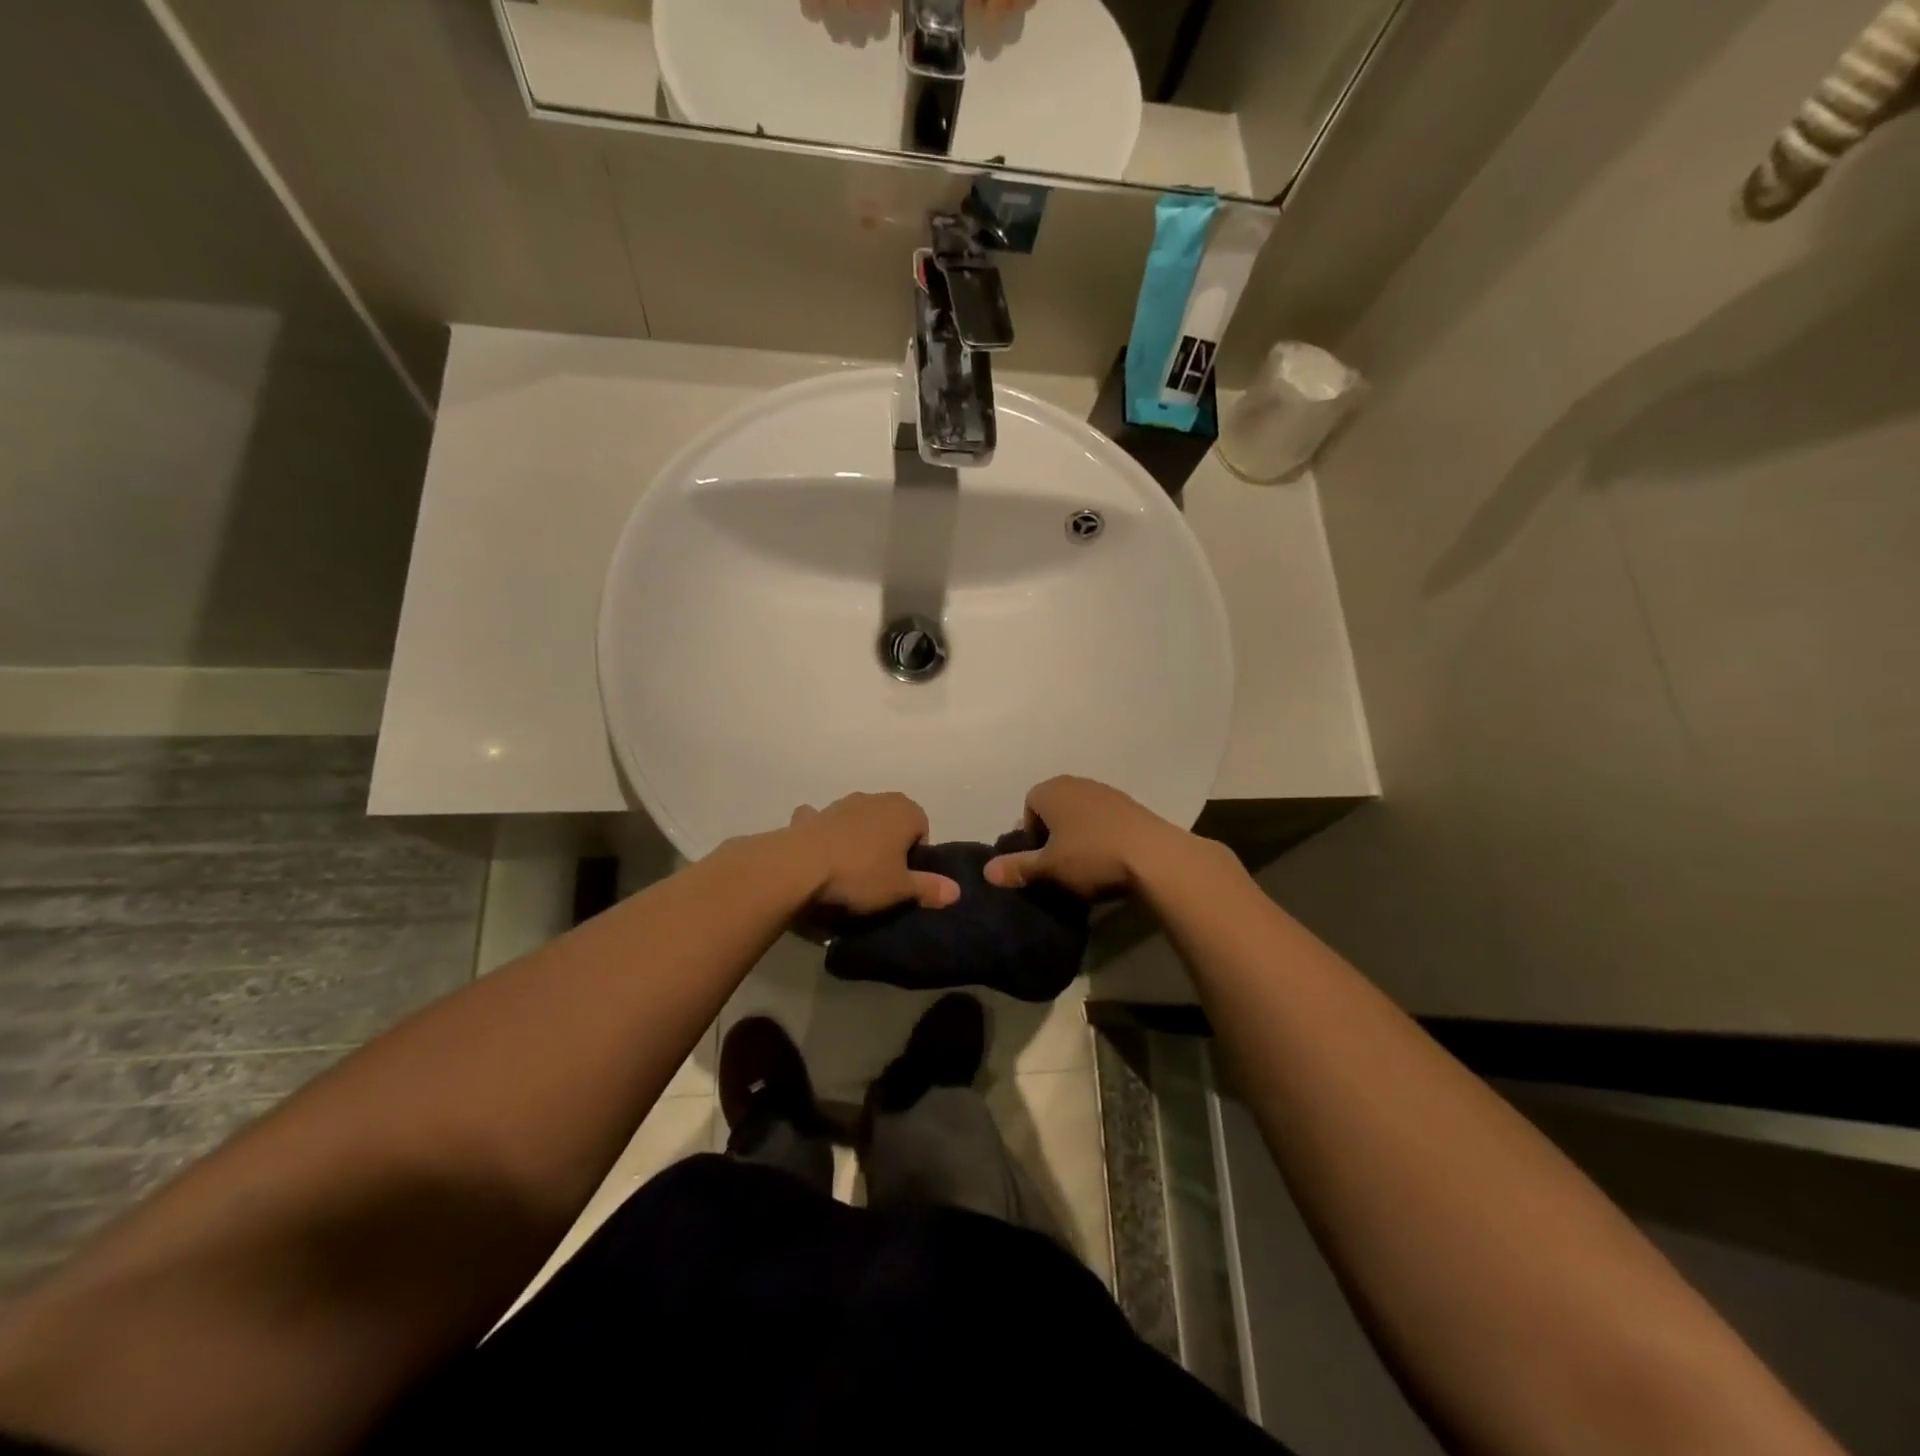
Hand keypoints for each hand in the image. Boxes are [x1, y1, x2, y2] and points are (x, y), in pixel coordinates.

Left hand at [785, 793, 959, 914]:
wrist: (801, 866)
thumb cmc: (861, 874)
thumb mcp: (900, 889)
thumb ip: (929, 888)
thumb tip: (957, 891)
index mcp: (905, 810)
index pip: (922, 830)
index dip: (915, 856)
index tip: (903, 879)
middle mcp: (876, 798)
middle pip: (891, 823)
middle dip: (889, 845)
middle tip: (879, 877)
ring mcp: (842, 803)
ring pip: (860, 820)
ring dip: (859, 839)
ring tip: (849, 872)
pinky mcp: (814, 814)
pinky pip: (825, 822)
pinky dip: (824, 833)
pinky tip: (819, 853)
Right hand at [983, 776, 1192, 896]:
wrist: (1154, 856)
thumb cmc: (1091, 856)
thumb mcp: (1048, 868)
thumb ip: (1017, 867)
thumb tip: (986, 871)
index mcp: (1051, 790)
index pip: (1029, 806)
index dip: (1031, 834)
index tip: (1041, 859)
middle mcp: (1077, 783)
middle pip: (1055, 808)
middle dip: (1054, 834)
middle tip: (1060, 864)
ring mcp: (1107, 792)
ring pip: (1080, 814)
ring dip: (1079, 835)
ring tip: (1086, 865)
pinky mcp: (1132, 806)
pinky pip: (1105, 820)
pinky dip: (1102, 836)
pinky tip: (1110, 860)